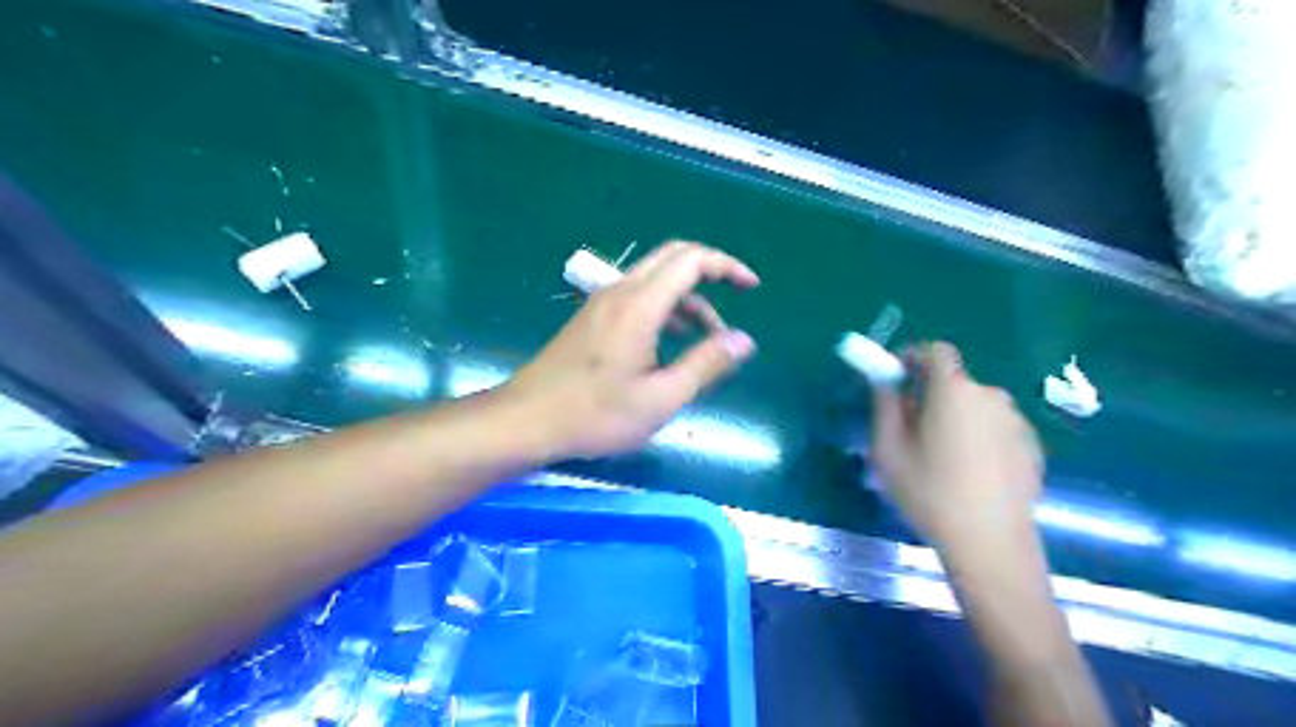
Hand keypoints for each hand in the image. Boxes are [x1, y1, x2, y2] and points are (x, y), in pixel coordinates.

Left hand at [506, 246, 759, 458]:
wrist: (526, 420)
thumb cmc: (596, 414)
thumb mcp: (661, 397)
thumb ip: (706, 364)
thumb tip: (745, 340)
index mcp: (640, 304)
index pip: (691, 260)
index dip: (726, 266)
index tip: (752, 287)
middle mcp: (620, 291)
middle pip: (673, 258)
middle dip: (710, 271)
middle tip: (737, 296)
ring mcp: (602, 303)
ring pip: (655, 280)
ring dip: (687, 299)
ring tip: (707, 339)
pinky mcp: (592, 319)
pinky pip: (637, 297)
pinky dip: (665, 309)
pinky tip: (670, 345)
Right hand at [864, 344, 1045, 552]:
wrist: (991, 544)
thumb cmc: (929, 493)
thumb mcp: (888, 450)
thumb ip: (884, 406)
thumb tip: (885, 382)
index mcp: (953, 391)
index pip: (935, 351)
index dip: (913, 356)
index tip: (895, 377)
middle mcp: (990, 396)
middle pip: (954, 382)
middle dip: (930, 395)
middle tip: (911, 429)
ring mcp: (1016, 422)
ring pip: (975, 406)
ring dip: (955, 417)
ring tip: (941, 458)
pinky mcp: (1032, 447)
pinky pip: (995, 428)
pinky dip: (979, 437)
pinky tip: (970, 474)